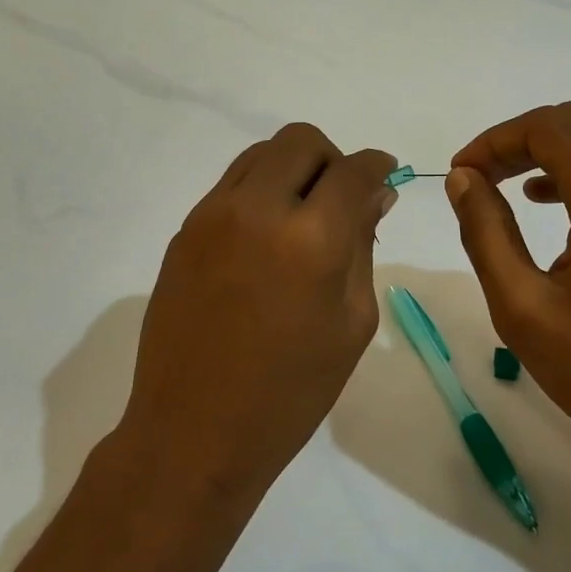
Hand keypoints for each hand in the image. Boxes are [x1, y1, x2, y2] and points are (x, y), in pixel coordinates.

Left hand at [118, 124, 397, 505]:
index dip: (377, 164)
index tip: (385, 175)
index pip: (352, 170)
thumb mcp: (351, 323)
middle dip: (332, 159)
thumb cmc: (290, 392)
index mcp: (310, 240)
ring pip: (261, 153)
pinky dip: (259, 191)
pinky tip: (264, 238)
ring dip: (291, 169)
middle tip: (340, 199)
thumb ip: (363, 246)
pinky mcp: (185, 230)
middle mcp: (257, 210)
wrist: (194, 432)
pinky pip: (231, 184)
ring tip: (301, 216)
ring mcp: (212, 216)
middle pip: (301, 140)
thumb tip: (375, 195)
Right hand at [445, 101, 570, 494]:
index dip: (494, 140)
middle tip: (479, 176)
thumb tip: (463, 179)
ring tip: (505, 187)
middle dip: (520, 139)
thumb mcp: (524, 307)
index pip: (547, 128)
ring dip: (550, 151)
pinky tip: (550, 205)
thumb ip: (485, 232)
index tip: (461, 174)